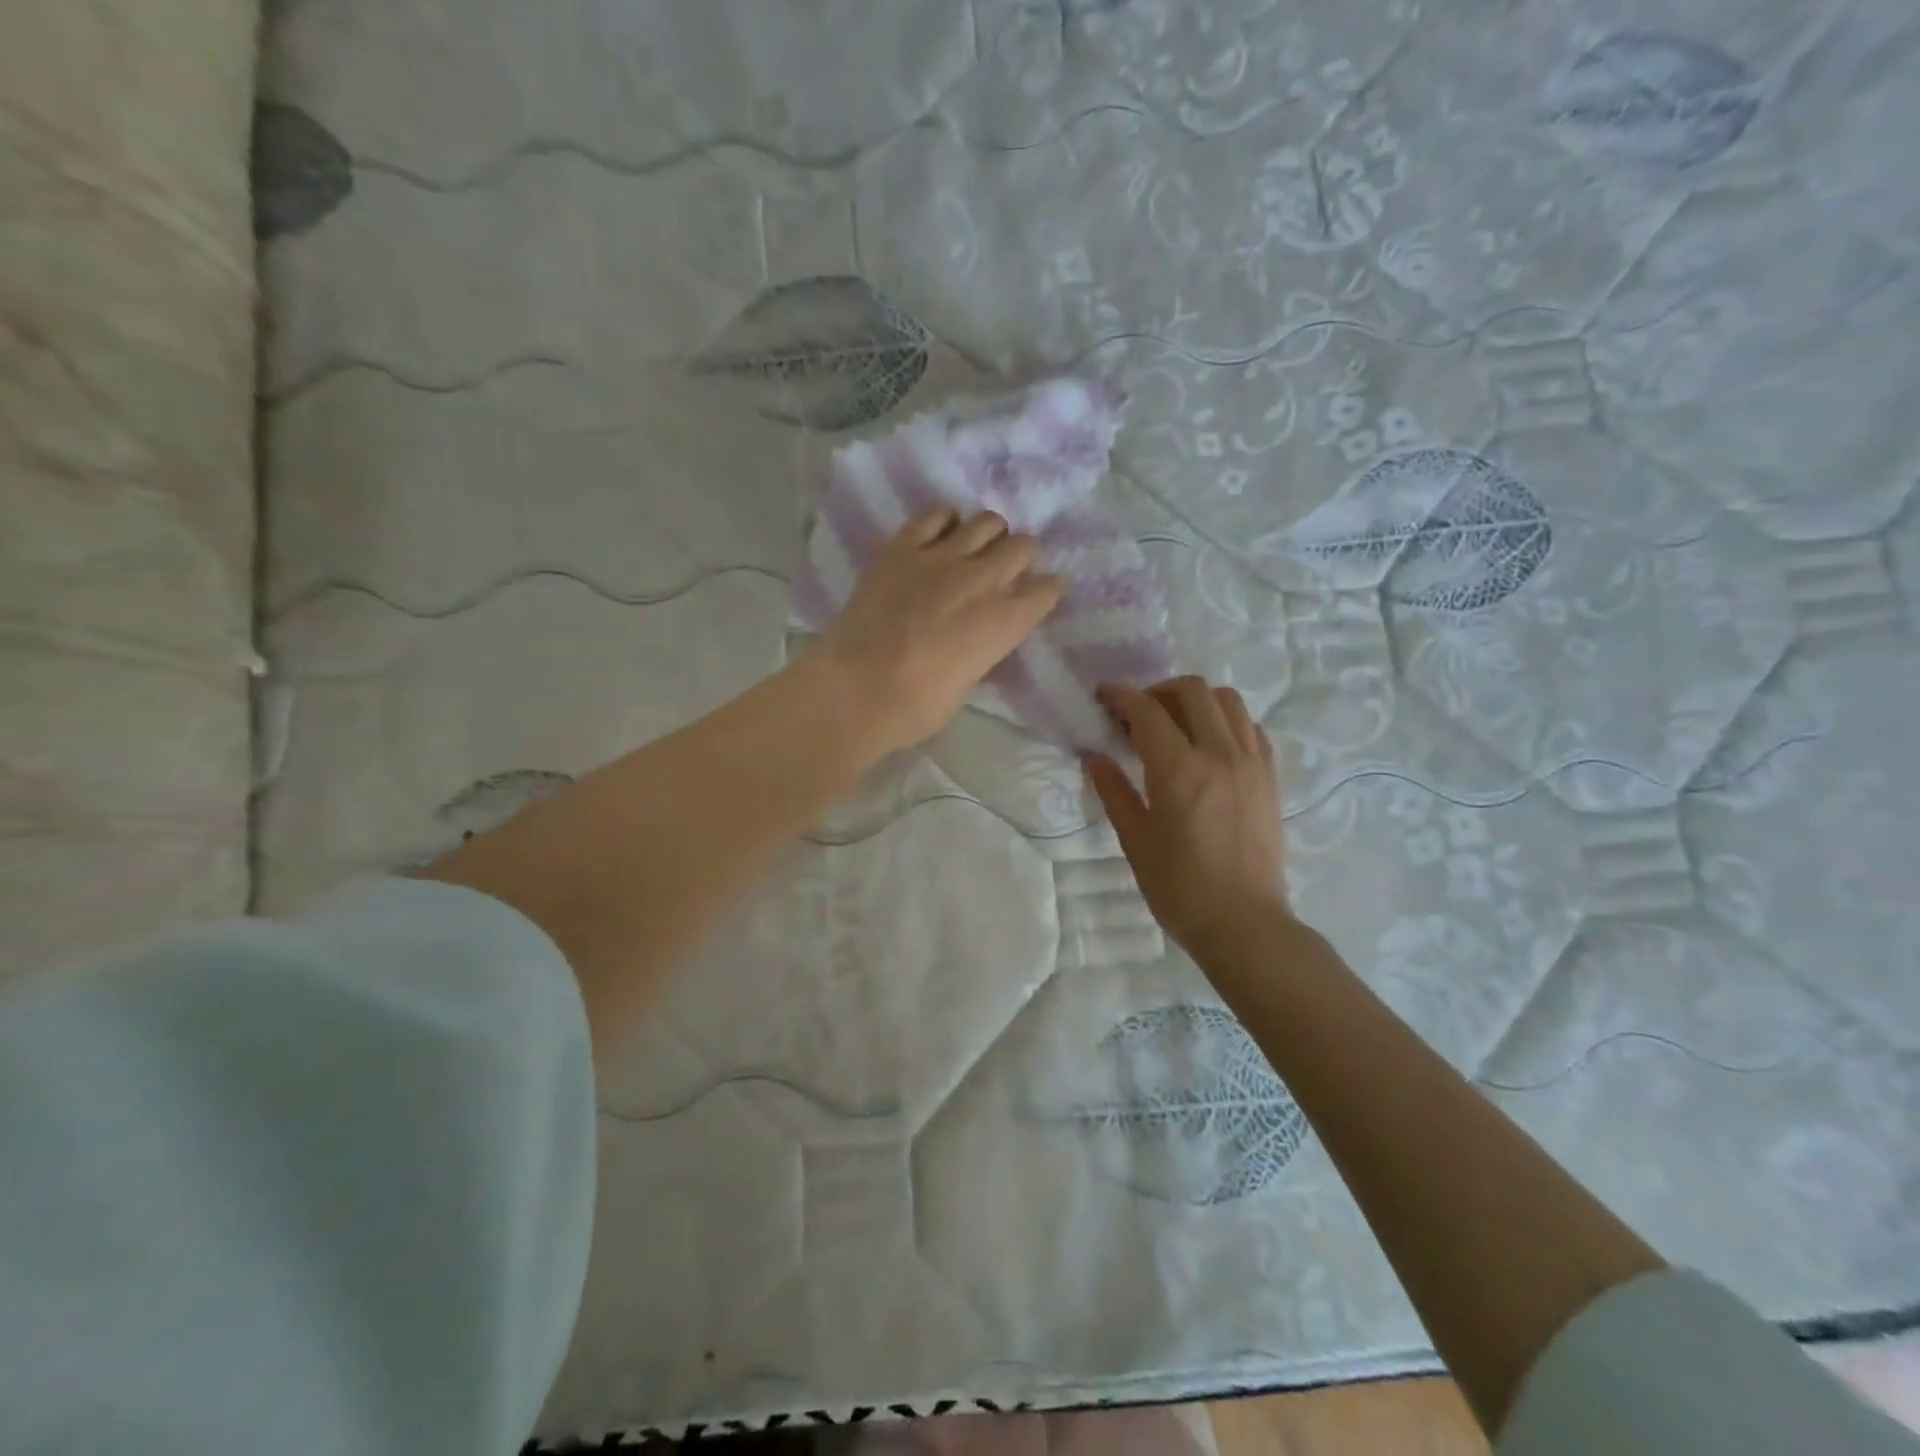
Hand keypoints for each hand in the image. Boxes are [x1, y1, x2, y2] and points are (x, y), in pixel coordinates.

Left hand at [818, 509, 1062, 754]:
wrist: (856, 689)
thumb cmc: (915, 707)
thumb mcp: (967, 683)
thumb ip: (982, 649)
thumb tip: (980, 636)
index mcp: (1004, 623)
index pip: (1046, 590)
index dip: (1046, 591)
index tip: (1039, 595)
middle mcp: (983, 581)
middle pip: (1022, 547)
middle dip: (1022, 557)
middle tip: (1007, 570)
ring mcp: (941, 557)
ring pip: (986, 522)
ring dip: (989, 535)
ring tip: (976, 549)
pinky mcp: (902, 547)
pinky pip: (934, 516)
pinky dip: (945, 523)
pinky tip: (940, 536)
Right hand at [1085, 676, 1290, 960]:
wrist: (1244, 924)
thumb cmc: (1180, 888)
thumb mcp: (1136, 840)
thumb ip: (1113, 790)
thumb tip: (1093, 755)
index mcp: (1180, 770)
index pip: (1147, 711)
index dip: (1120, 696)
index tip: (1103, 697)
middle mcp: (1220, 753)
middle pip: (1192, 691)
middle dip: (1157, 692)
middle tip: (1136, 715)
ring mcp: (1252, 762)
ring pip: (1227, 701)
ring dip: (1195, 700)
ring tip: (1175, 724)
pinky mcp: (1270, 777)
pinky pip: (1250, 727)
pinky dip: (1225, 721)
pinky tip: (1208, 745)